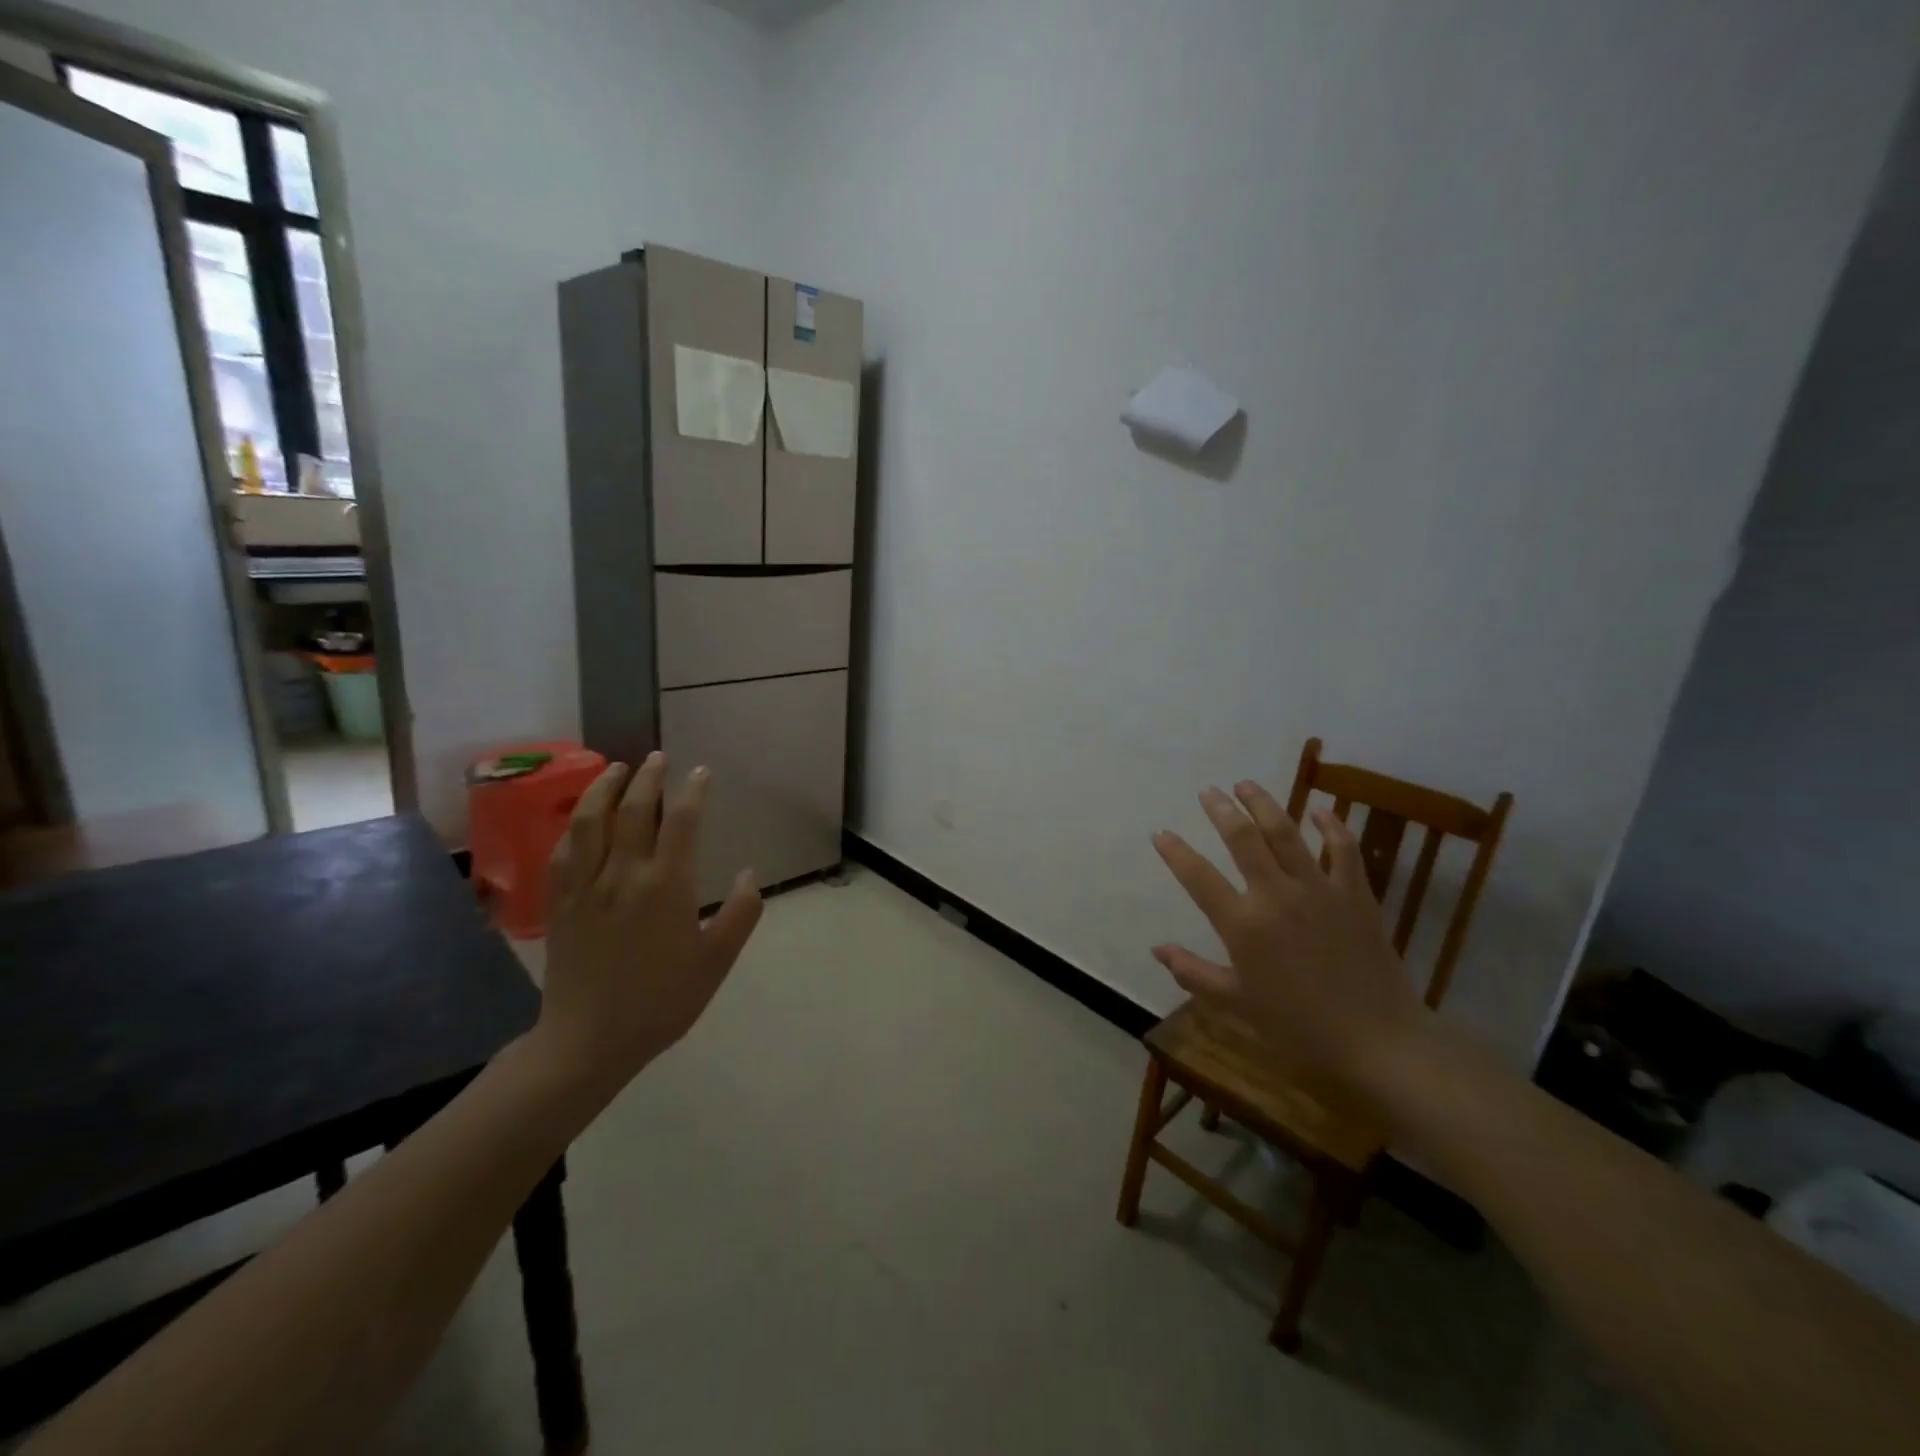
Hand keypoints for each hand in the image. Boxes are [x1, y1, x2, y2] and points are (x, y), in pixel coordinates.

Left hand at [534, 754, 761, 1098]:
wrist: (588, 1041)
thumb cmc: (661, 1002)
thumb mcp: (716, 962)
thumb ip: (740, 914)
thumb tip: (751, 874)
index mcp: (666, 886)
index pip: (681, 821)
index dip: (693, 791)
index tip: (701, 772)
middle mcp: (624, 874)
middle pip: (633, 810)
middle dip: (648, 778)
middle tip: (658, 758)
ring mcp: (586, 886)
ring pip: (591, 821)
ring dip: (605, 788)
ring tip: (616, 769)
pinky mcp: (559, 902)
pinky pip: (564, 850)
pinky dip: (575, 824)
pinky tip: (583, 818)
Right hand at [1150, 781, 1423, 1094]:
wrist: (1379, 1044)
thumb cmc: (1299, 1029)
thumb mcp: (1237, 1005)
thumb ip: (1194, 973)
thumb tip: (1157, 949)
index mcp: (1243, 925)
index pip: (1198, 877)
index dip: (1176, 852)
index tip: (1161, 832)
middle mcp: (1276, 896)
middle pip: (1243, 839)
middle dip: (1221, 810)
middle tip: (1209, 791)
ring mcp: (1319, 890)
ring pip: (1287, 833)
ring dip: (1264, 804)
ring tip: (1247, 784)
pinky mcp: (1355, 894)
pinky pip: (1343, 850)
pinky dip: (1331, 826)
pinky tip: (1321, 811)